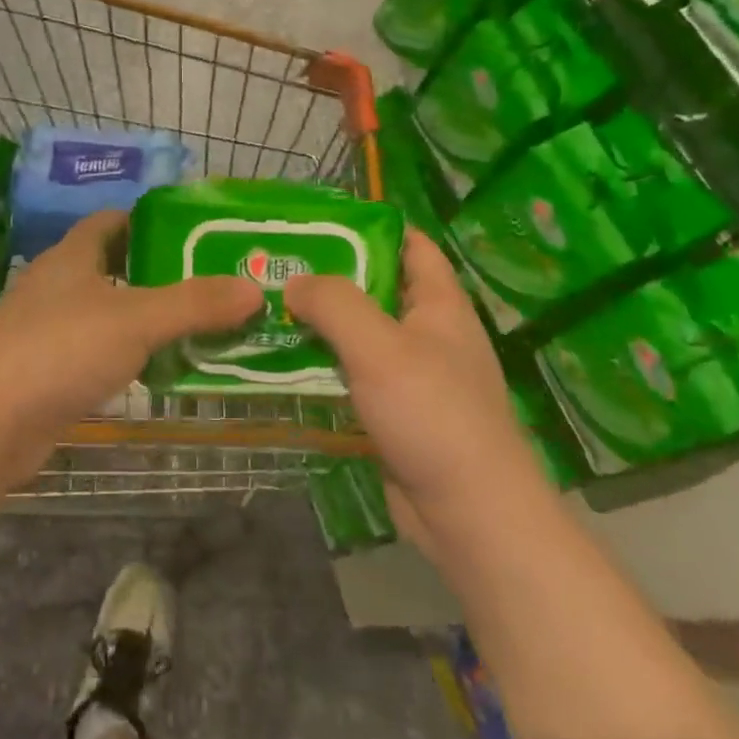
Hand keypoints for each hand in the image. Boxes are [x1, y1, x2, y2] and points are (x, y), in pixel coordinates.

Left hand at [0, 211, 262, 487]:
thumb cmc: (58, 350)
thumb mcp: (135, 320)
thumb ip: (195, 304)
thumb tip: (254, 287)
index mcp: (71, 256)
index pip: (112, 221)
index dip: (151, 222)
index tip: (196, 234)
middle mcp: (57, 287)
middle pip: (115, 268)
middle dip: (161, 274)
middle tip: (215, 284)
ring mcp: (48, 332)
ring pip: (108, 315)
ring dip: (148, 320)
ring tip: (202, 327)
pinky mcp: (47, 375)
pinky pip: (99, 356)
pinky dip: (129, 358)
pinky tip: (160, 372)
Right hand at [285, 229, 527, 534]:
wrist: (471, 516)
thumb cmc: (432, 414)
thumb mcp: (380, 346)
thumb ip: (334, 303)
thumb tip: (294, 281)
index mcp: (440, 304)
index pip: (410, 244)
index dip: (370, 226)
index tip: (318, 222)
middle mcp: (429, 333)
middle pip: (377, 288)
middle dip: (330, 275)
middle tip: (277, 264)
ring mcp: (413, 375)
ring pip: (360, 334)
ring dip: (321, 323)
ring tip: (268, 307)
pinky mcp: (396, 413)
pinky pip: (354, 375)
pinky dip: (324, 365)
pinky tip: (283, 361)